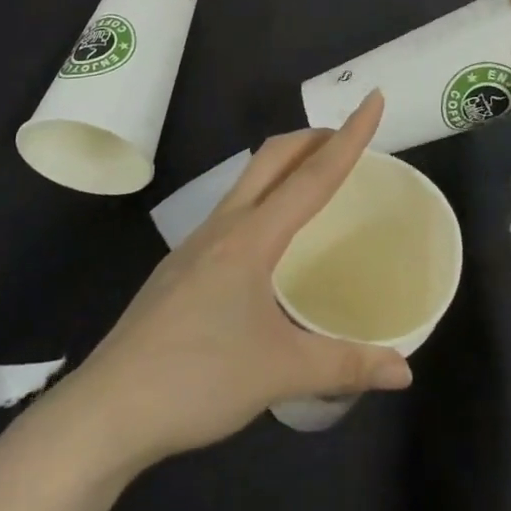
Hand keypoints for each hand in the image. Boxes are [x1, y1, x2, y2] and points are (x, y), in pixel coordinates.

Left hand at [64, 91, 410, 466]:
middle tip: (347, 139)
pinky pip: (232, 212)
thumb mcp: (280, 373)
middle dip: (312, 138)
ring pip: (248, 182)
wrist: (106, 411)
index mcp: (252, 238)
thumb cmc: (197, 380)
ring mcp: (195, 244)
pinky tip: (268, 241)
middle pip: (272, 158)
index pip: (313, 175)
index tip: (373, 99)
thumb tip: (404, 371)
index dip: (350, 137)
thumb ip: (345, 365)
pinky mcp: (180, 268)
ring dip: (285, 166)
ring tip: (313, 181)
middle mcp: (223, 227)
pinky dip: (262, 199)